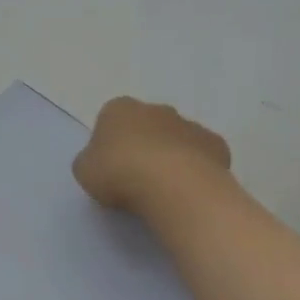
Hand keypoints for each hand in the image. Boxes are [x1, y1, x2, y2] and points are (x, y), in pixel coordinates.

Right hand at [72, 97, 232, 215]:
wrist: (171, 184)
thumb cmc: (119, 173)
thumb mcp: (84, 171)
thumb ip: (90, 161)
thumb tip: (100, 162)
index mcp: (119, 109)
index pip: (110, 120)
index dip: (109, 145)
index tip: (109, 169)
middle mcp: (156, 108)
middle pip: (146, 125)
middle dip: (143, 146)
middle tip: (136, 179)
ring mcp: (189, 124)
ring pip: (176, 139)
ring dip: (170, 157)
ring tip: (163, 190)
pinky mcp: (215, 144)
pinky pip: (201, 156)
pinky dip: (195, 169)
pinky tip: (187, 190)